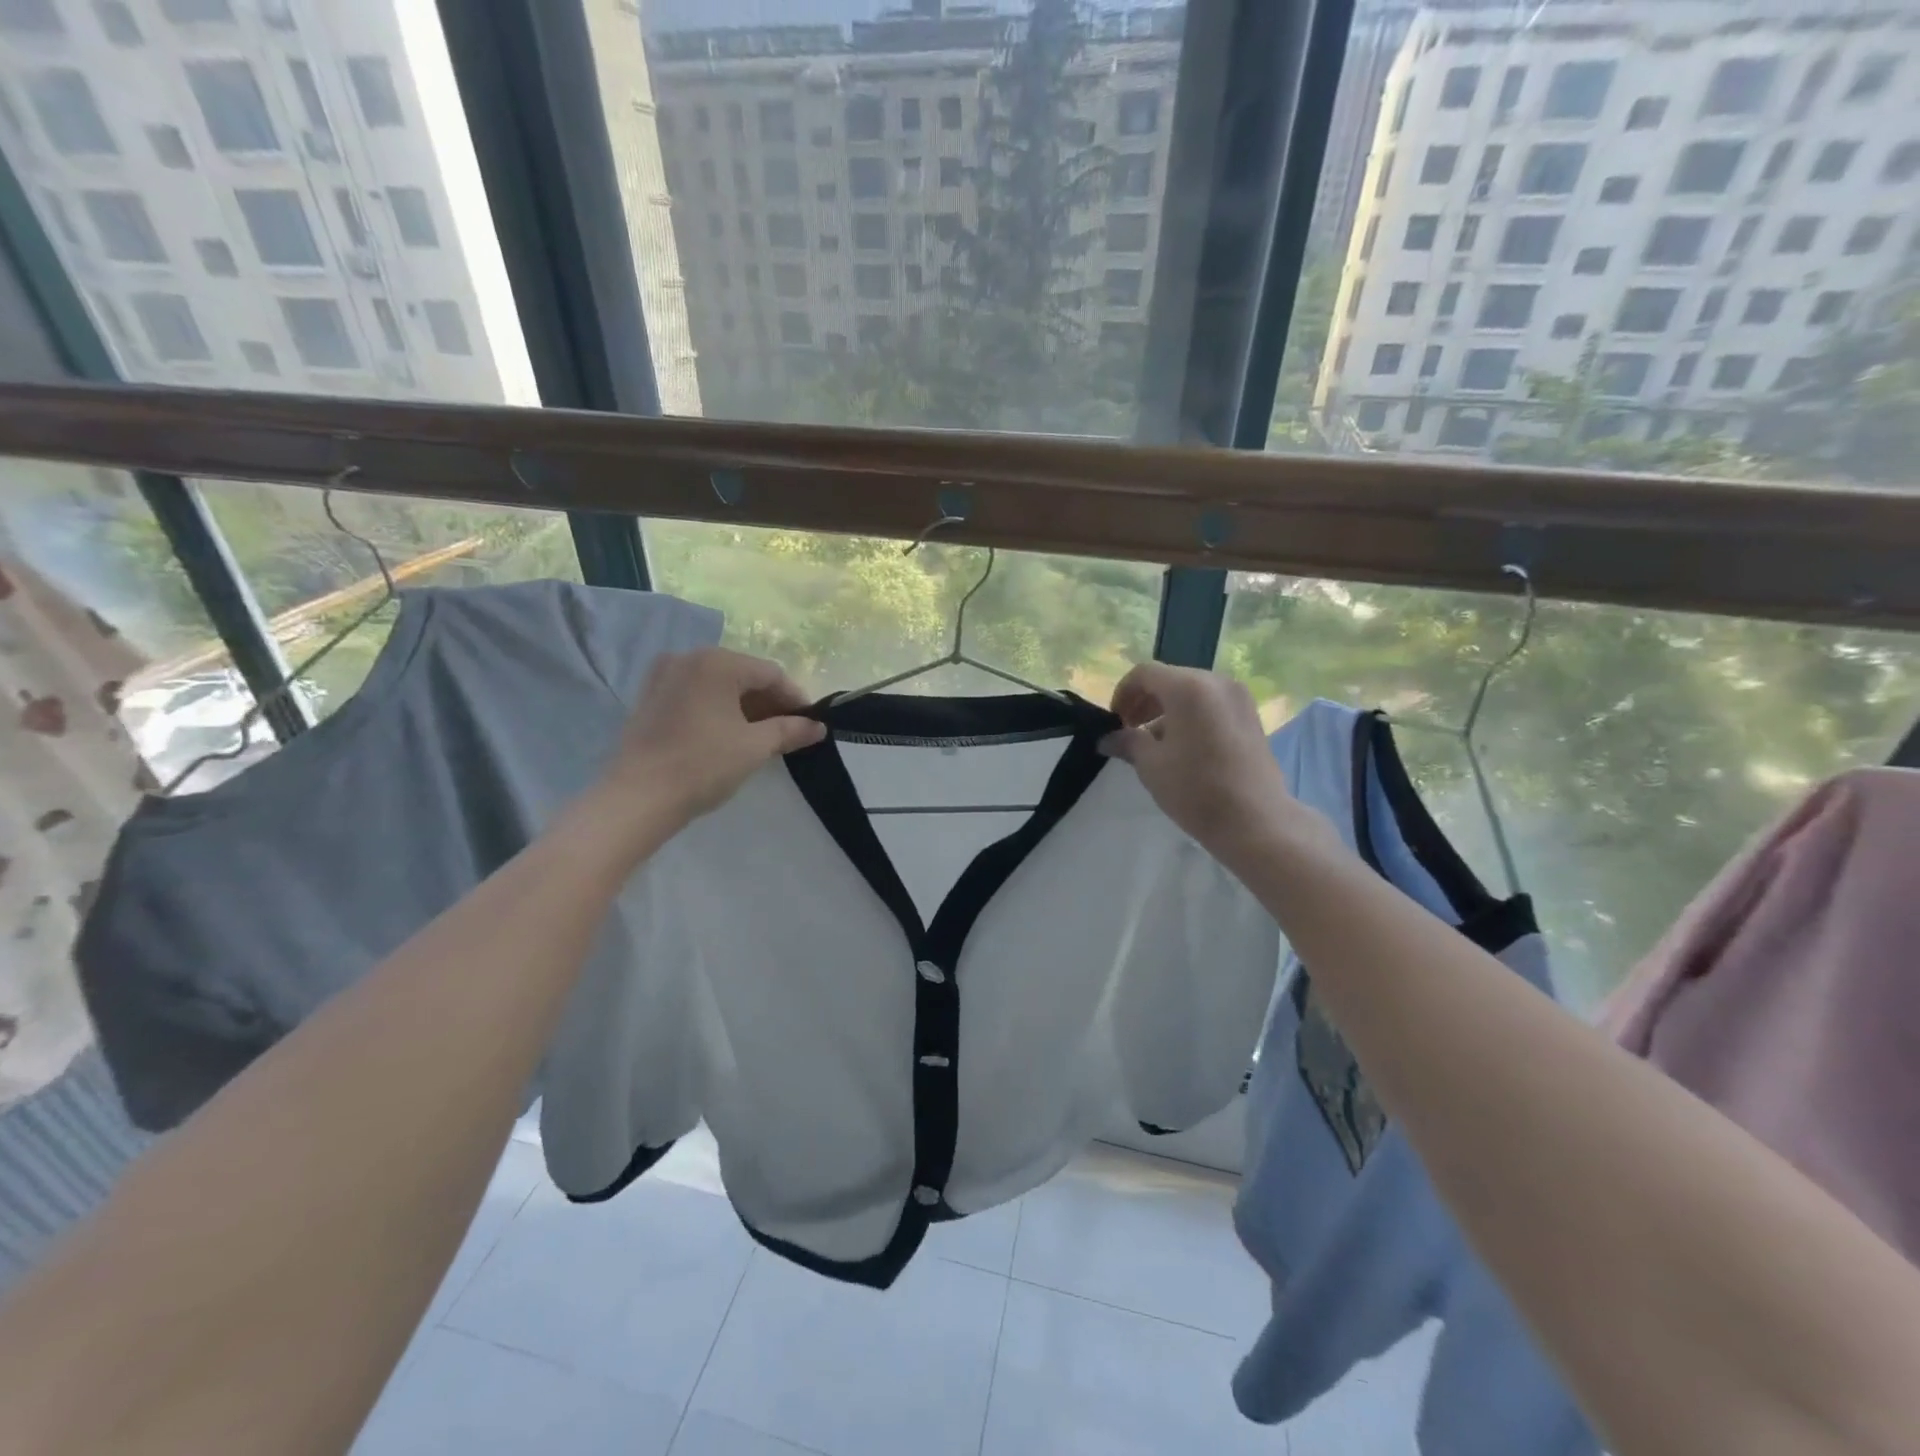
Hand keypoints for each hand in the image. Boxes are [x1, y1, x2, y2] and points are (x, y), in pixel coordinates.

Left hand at [609, 648, 824, 821]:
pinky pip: (696, 694)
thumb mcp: (755, 747)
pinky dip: (718, 708)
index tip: (811, 724)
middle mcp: (689, 658)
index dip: (796, 698)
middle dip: (769, 702)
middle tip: (789, 732)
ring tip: (762, 736)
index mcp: (717, 662)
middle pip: (743, 675)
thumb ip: (790, 730)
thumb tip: (819, 727)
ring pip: (719, 684)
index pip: (771, 674)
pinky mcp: (650, 696)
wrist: (638, 797)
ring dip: (744, 706)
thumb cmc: (703, 765)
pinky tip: (728, 734)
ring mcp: (664, 675)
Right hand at [1101, 663, 1306, 858]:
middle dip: (1145, 701)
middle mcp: (1217, 682)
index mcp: (1188, 688)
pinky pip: (1212, 705)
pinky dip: (1191, 716)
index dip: (1123, 693)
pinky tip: (1184, 746)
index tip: (1115, 721)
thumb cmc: (1196, 789)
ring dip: (1167, 709)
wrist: (1255, 820)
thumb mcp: (1151, 765)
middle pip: (1170, 679)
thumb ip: (1127, 742)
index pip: (1144, 673)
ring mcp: (1239, 698)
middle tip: (1130, 730)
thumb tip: (1108, 739)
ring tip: (1155, 742)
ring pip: (1192, 692)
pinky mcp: (1252, 716)